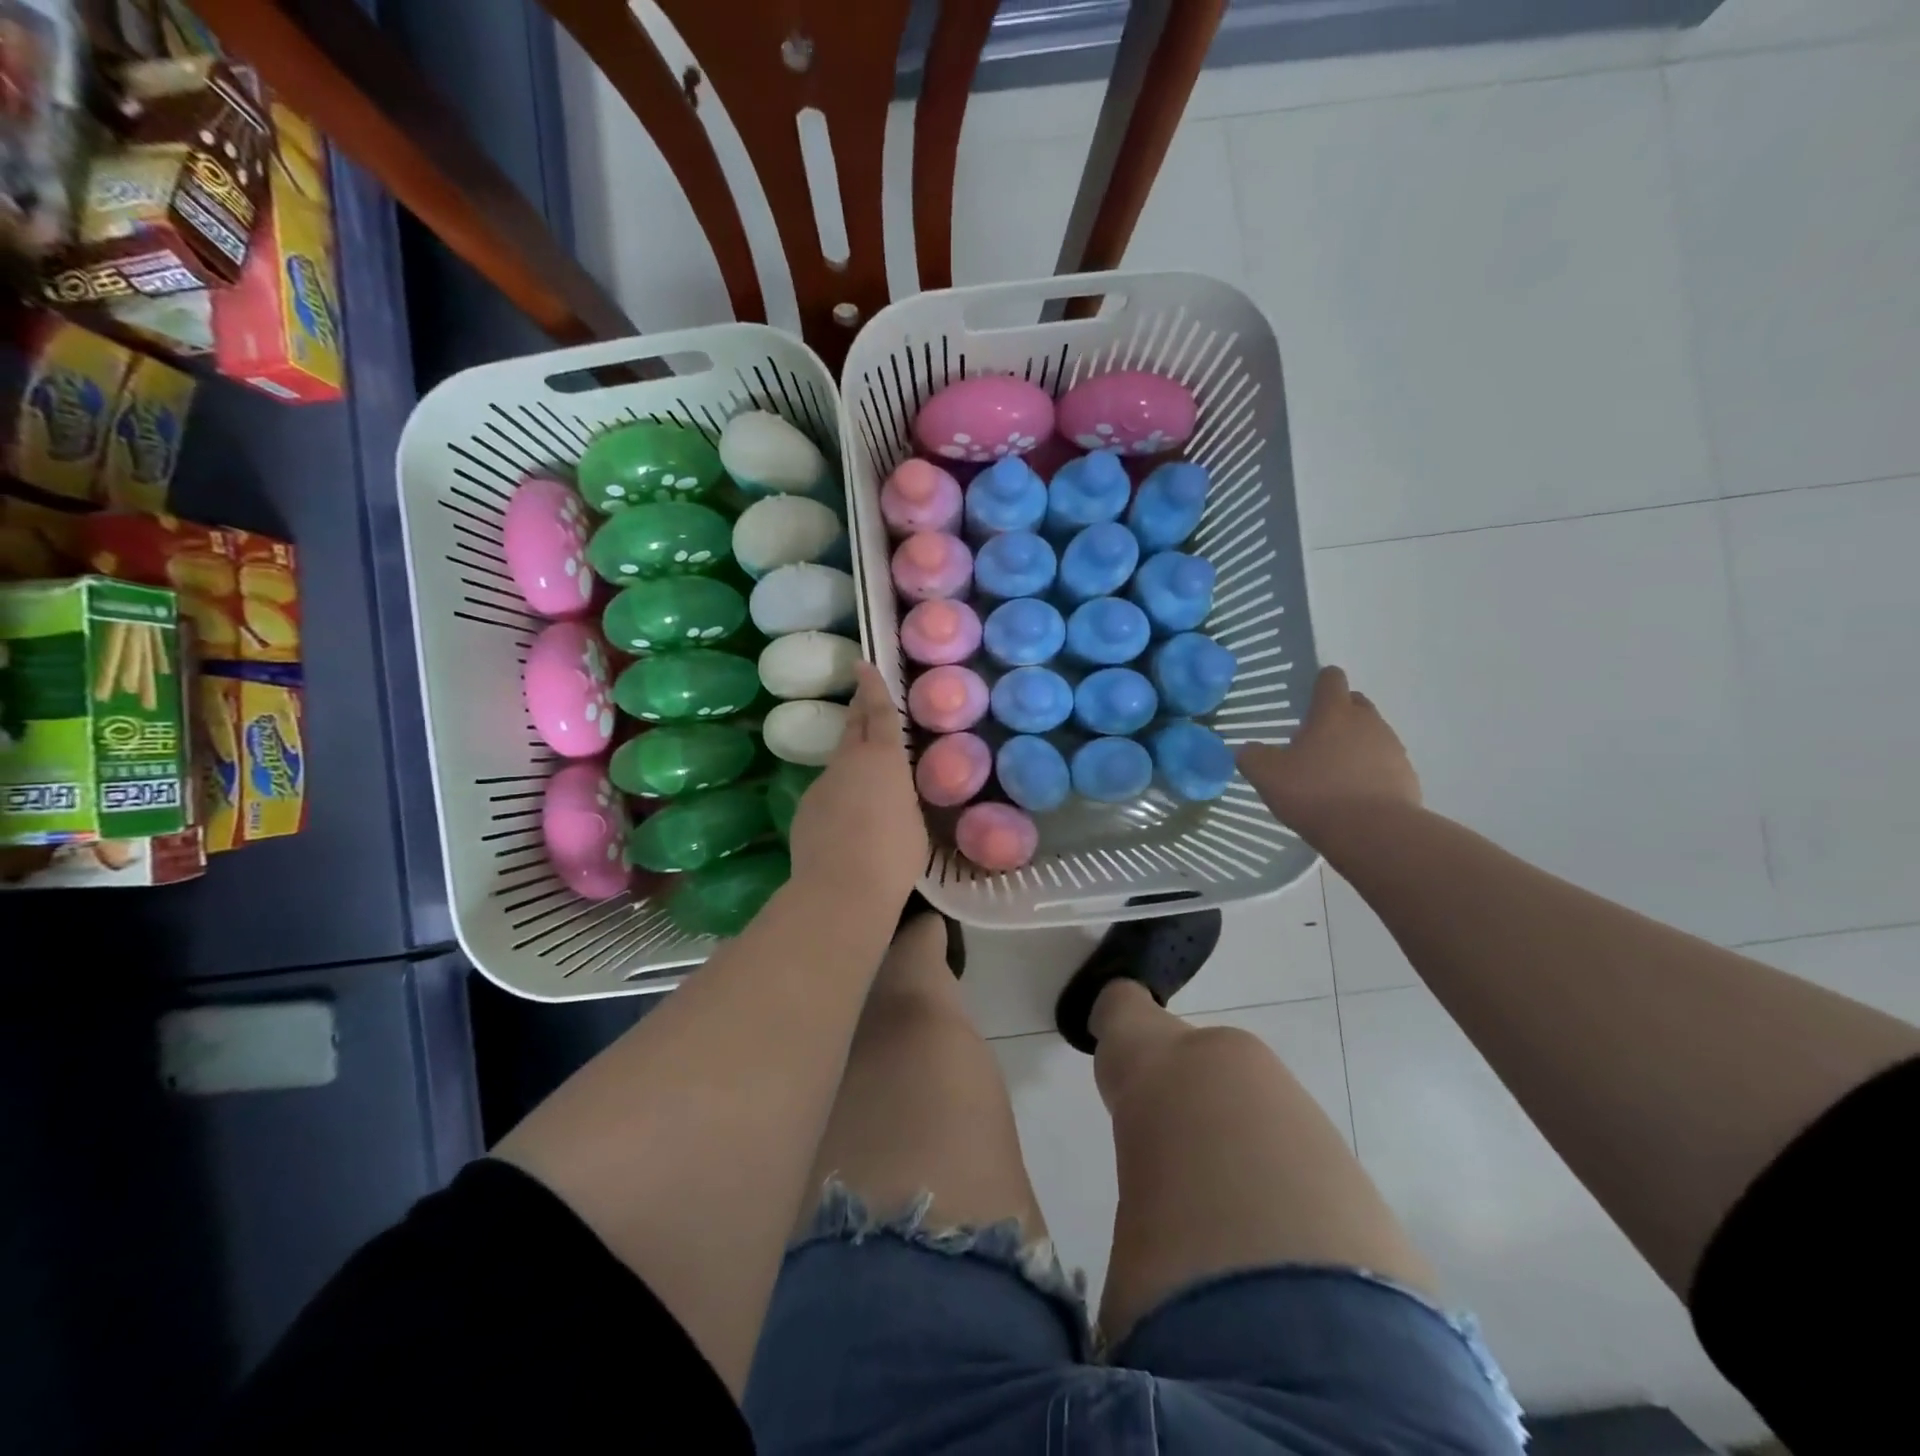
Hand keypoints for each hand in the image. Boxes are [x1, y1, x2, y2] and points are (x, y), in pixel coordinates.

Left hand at [788, 663, 926, 914]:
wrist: (841, 889)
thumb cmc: (893, 854)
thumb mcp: (914, 823)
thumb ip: (902, 799)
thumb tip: (891, 798)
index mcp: (884, 759)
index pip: (880, 713)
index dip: (873, 687)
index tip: (863, 664)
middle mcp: (848, 762)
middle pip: (853, 726)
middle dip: (858, 708)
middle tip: (861, 696)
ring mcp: (821, 785)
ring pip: (838, 764)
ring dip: (851, 762)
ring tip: (866, 783)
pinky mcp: (805, 809)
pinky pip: (827, 793)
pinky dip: (839, 797)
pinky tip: (848, 822)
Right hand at [1236, 666, 1420, 844]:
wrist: (1374, 834)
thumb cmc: (1316, 793)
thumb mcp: (1267, 776)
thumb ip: (1252, 757)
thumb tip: (1248, 750)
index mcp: (1334, 713)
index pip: (1331, 679)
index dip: (1320, 683)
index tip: (1308, 696)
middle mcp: (1368, 722)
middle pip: (1355, 704)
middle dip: (1337, 714)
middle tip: (1314, 738)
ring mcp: (1392, 749)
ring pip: (1371, 734)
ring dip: (1354, 744)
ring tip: (1333, 772)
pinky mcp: (1407, 777)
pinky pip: (1384, 764)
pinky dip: (1370, 771)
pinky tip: (1353, 795)